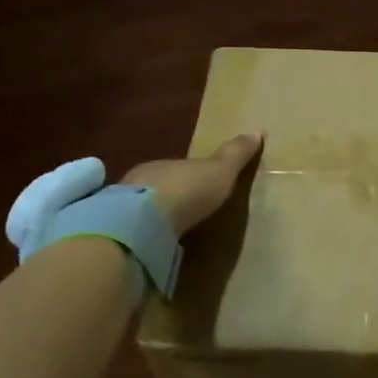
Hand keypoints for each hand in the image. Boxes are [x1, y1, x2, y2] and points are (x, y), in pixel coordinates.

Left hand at [122, 132, 263, 235]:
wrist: (145, 224)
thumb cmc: (187, 189)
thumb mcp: (220, 170)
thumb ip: (235, 154)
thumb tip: (257, 131)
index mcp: (162, 164)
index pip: (176, 168)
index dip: (187, 176)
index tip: (198, 186)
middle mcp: (139, 182)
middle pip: (158, 187)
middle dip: (170, 197)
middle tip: (186, 211)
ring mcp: (123, 210)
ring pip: (142, 210)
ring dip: (156, 218)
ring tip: (173, 233)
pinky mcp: (119, 235)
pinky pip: (135, 231)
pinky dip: (146, 236)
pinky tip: (156, 246)